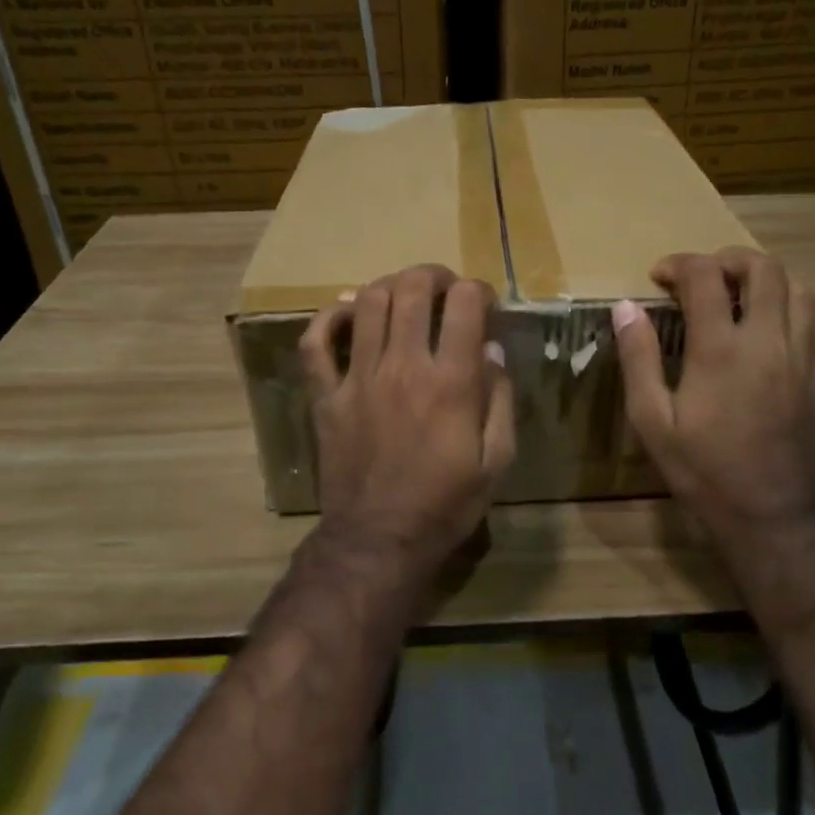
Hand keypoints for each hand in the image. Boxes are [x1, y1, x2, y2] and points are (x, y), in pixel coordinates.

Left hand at [299, 265, 514, 590]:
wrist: (379, 539)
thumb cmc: (445, 505)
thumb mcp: (496, 461)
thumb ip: (499, 400)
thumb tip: (492, 349)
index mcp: (450, 381)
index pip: (465, 303)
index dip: (478, 290)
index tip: (484, 303)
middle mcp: (403, 366)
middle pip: (411, 289)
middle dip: (433, 275)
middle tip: (444, 287)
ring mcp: (358, 378)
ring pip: (367, 303)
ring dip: (389, 285)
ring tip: (403, 294)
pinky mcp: (326, 396)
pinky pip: (315, 343)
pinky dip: (329, 317)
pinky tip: (348, 312)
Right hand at [611, 247, 814, 555]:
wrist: (771, 512)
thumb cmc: (703, 469)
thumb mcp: (652, 420)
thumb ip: (639, 358)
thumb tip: (626, 307)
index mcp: (721, 349)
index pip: (705, 276)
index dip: (679, 264)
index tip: (659, 276)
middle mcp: (768, 340)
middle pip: (763, 268)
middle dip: (728, 259)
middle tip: (702, 277)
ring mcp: (802, 356)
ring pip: (799, 288)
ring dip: (766, 279)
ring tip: (738, 296)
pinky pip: (813, 323)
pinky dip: (789, 310)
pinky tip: (767, 332)